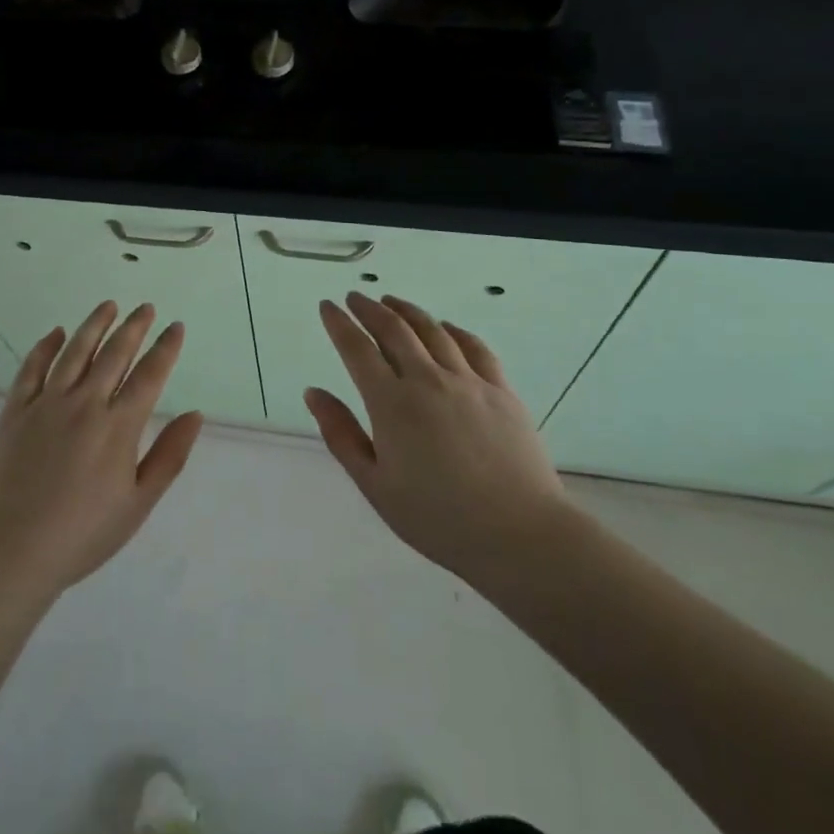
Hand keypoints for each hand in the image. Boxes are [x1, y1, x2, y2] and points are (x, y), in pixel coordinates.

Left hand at [0, 301, 202, 606]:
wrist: (9, 553)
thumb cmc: (81, 536)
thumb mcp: (137, 505)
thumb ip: (169, 456)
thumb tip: (195, 414)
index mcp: (118, 427)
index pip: (149, 375)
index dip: (165, 348)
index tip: (175, 327)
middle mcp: (85, 403)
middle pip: (114, 354)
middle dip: (134, 327)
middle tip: (146, 308)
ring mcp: (46, 403)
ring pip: (75, 351)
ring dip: (94, 325)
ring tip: (109, 306)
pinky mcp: (14, 410)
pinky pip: (32, 368)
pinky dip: (46, 346)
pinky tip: (56, 333)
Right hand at [307, 292, 574, 584]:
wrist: (519, 535)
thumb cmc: (438, 519)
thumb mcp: (375, 485)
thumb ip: (341, 434)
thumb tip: (313, 392)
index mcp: (391, 403)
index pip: (357, 349)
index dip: (339, 323)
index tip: (328, 305)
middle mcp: (427, 380)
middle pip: (393, 329)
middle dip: (369, 308)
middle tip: (355, 297)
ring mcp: (468, 382)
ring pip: (432, 330)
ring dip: (407, 311)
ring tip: (392, 302)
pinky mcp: (501, 391)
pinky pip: (474, 347)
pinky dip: (454, 330)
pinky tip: (446, 327)